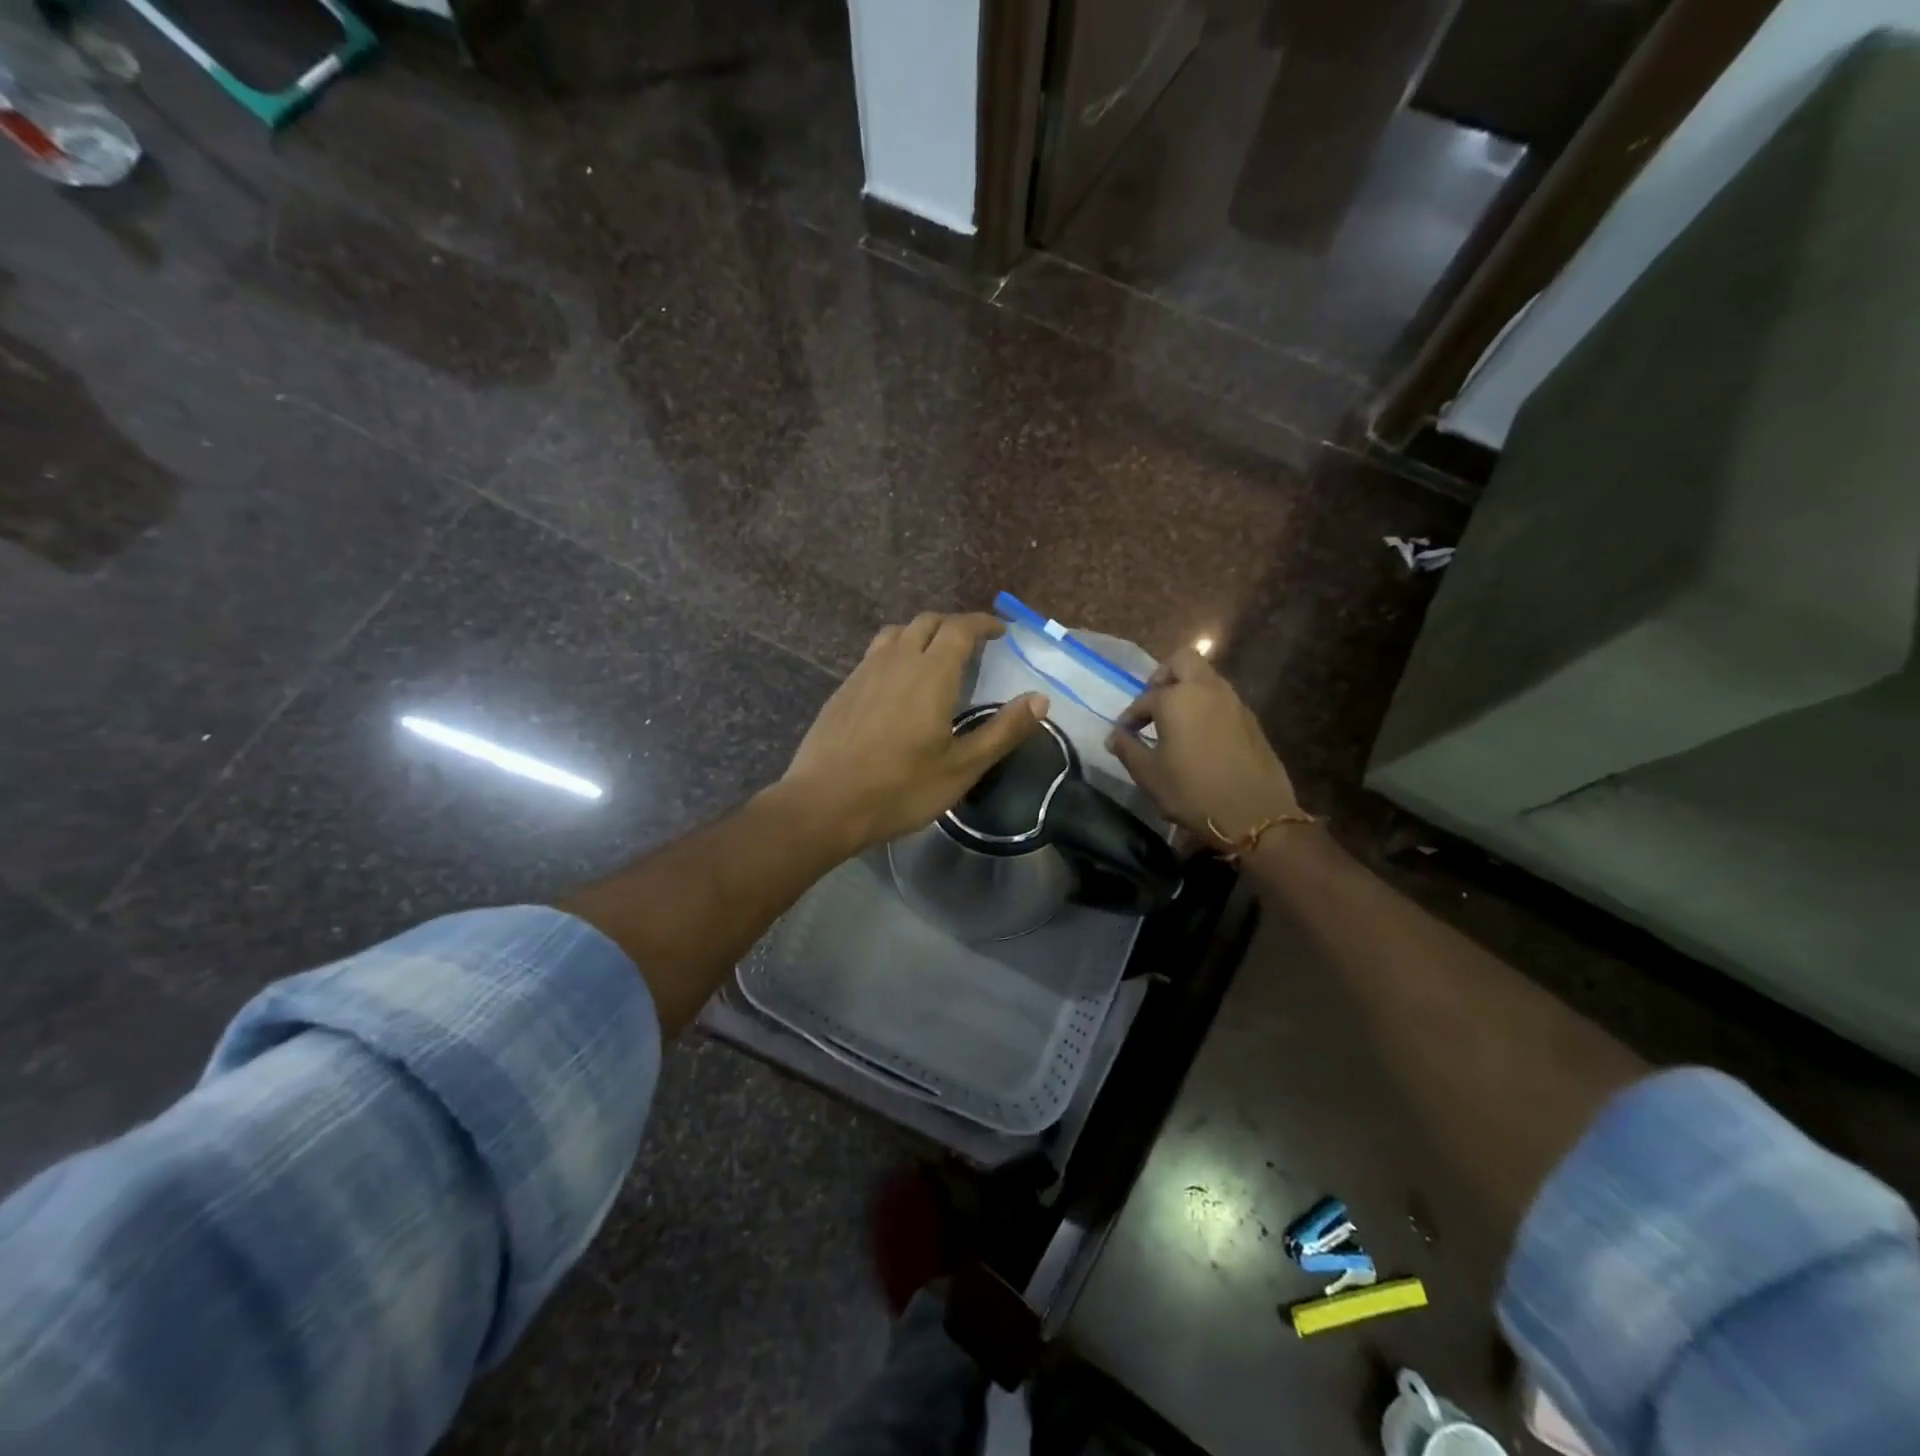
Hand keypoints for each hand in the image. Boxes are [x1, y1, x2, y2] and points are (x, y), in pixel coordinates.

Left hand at [781, 613, 1048, 852]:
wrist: (825, 803)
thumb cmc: (901, 788)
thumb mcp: (962, 767)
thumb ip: (1003, 730)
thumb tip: (1041, 699)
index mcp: (931, 673)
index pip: (960, 628)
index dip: (983, 623)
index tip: (1001, 631)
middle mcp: (897, 660)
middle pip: (928, 622)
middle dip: (954, 625)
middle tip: (973, 644)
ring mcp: (864, 671)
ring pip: (897, 633)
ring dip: (922, 633)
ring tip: (934, 656)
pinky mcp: (843, 688)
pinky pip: (875, 653)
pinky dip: (896, 652)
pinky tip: (897, 683)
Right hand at [1106, 647, 1302, 845]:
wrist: (1255, 814)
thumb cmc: (1192, 792)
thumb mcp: (1149, 775)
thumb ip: (1128, 749)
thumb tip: (1115, 736)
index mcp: (1177, 699)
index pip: (1145, 699)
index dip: (1130, 717)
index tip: (1122, 735)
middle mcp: (1207, 690)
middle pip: (1183, 661)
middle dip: (1164, 676)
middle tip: (1153, 703)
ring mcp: (1234, 702)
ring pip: (1206, 678)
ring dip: (1188, 690)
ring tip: (1174, 722)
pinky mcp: (1251, 720)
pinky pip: (1222, 700)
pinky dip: (1206, 707)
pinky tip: (1199, 737)